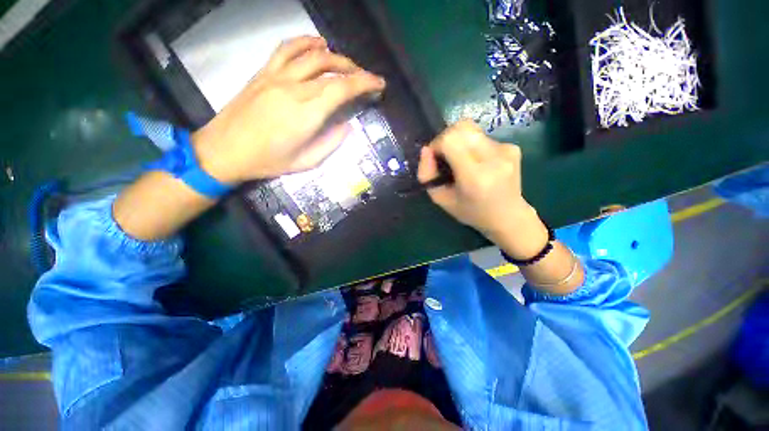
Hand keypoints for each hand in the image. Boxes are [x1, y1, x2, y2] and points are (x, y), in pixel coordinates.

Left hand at [192, 36, 385, 182]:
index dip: (364, 83)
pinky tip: (318, 43)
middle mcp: (294, 89)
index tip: (379, 83)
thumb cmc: (268, 161)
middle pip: (331, 69)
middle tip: (366, 79)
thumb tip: (347, 126)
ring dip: (335, 57)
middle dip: (355, 71)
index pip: (342, 89)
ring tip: (347, 64)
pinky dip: (305, 42)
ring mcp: (276, 77)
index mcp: (306, 115)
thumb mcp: (306, 162)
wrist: (224, 150)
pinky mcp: (263, 73)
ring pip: (312, 56)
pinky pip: (286, 49)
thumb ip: (330, 143)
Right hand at [417, 120, 548, 259]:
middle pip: (462, 127)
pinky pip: (482, 137)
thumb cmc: (471, 212)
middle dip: (446, 137)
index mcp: (475, 176)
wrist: (509, 217)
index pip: (450, 140)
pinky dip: (472, 146)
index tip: (435, 158)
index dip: (437, 144)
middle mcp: (493, 158)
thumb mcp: (441, 200)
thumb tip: (426, 150)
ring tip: (461, 161)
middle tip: (444, 156)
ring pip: (471, 129)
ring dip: (459, 141)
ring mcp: (506, 150)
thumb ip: (427, 176)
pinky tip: (477, 164)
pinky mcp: (512, 147)